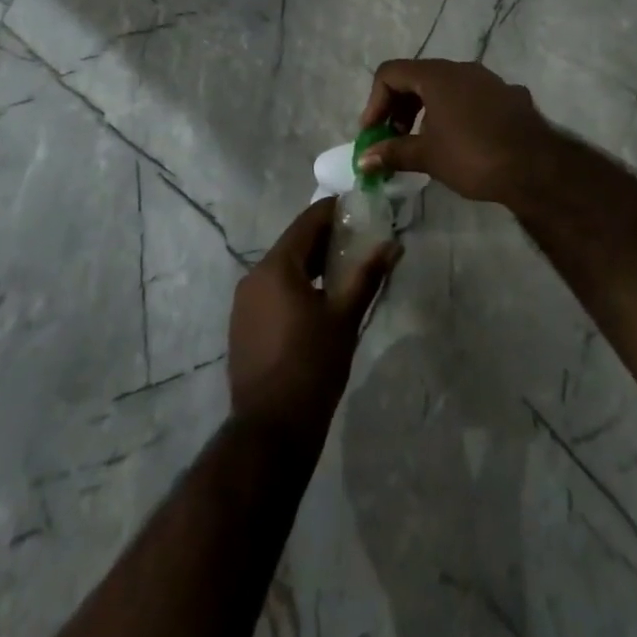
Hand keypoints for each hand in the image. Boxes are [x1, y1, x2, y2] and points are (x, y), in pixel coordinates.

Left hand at [228, 199, 399, 439]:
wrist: (271, 430)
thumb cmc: (312, 366)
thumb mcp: (345, 318)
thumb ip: (367, 276)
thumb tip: (393, 245)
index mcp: (276, 267)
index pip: (307, 222)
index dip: (333, 211)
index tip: (358, 206)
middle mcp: (254, 276)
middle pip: (293, 245)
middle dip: (325, 239)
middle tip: (358, 238)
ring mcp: (244, 303)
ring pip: (282, 269)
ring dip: (311, 264)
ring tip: (344, 268)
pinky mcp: (243, 326)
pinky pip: (272, 291)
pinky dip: (295, 286)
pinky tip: (318, 300)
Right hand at [357, 58, 556, 205]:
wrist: (536, 168)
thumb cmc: (473, 156)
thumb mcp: (427, 156)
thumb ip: (393, 153)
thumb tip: (363, 159)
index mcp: (437, 75)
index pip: (391, 73)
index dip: (374, 101)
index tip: (373, 133)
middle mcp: (462, 68)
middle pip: (417, 77)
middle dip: (399, 106)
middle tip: (394, 138)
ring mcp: (489, 80)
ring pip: (446, 86)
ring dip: (426, 109)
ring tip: (424, 142)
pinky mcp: (508, 96)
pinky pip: (471, 97)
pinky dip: (454, 113)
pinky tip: (460, 141)